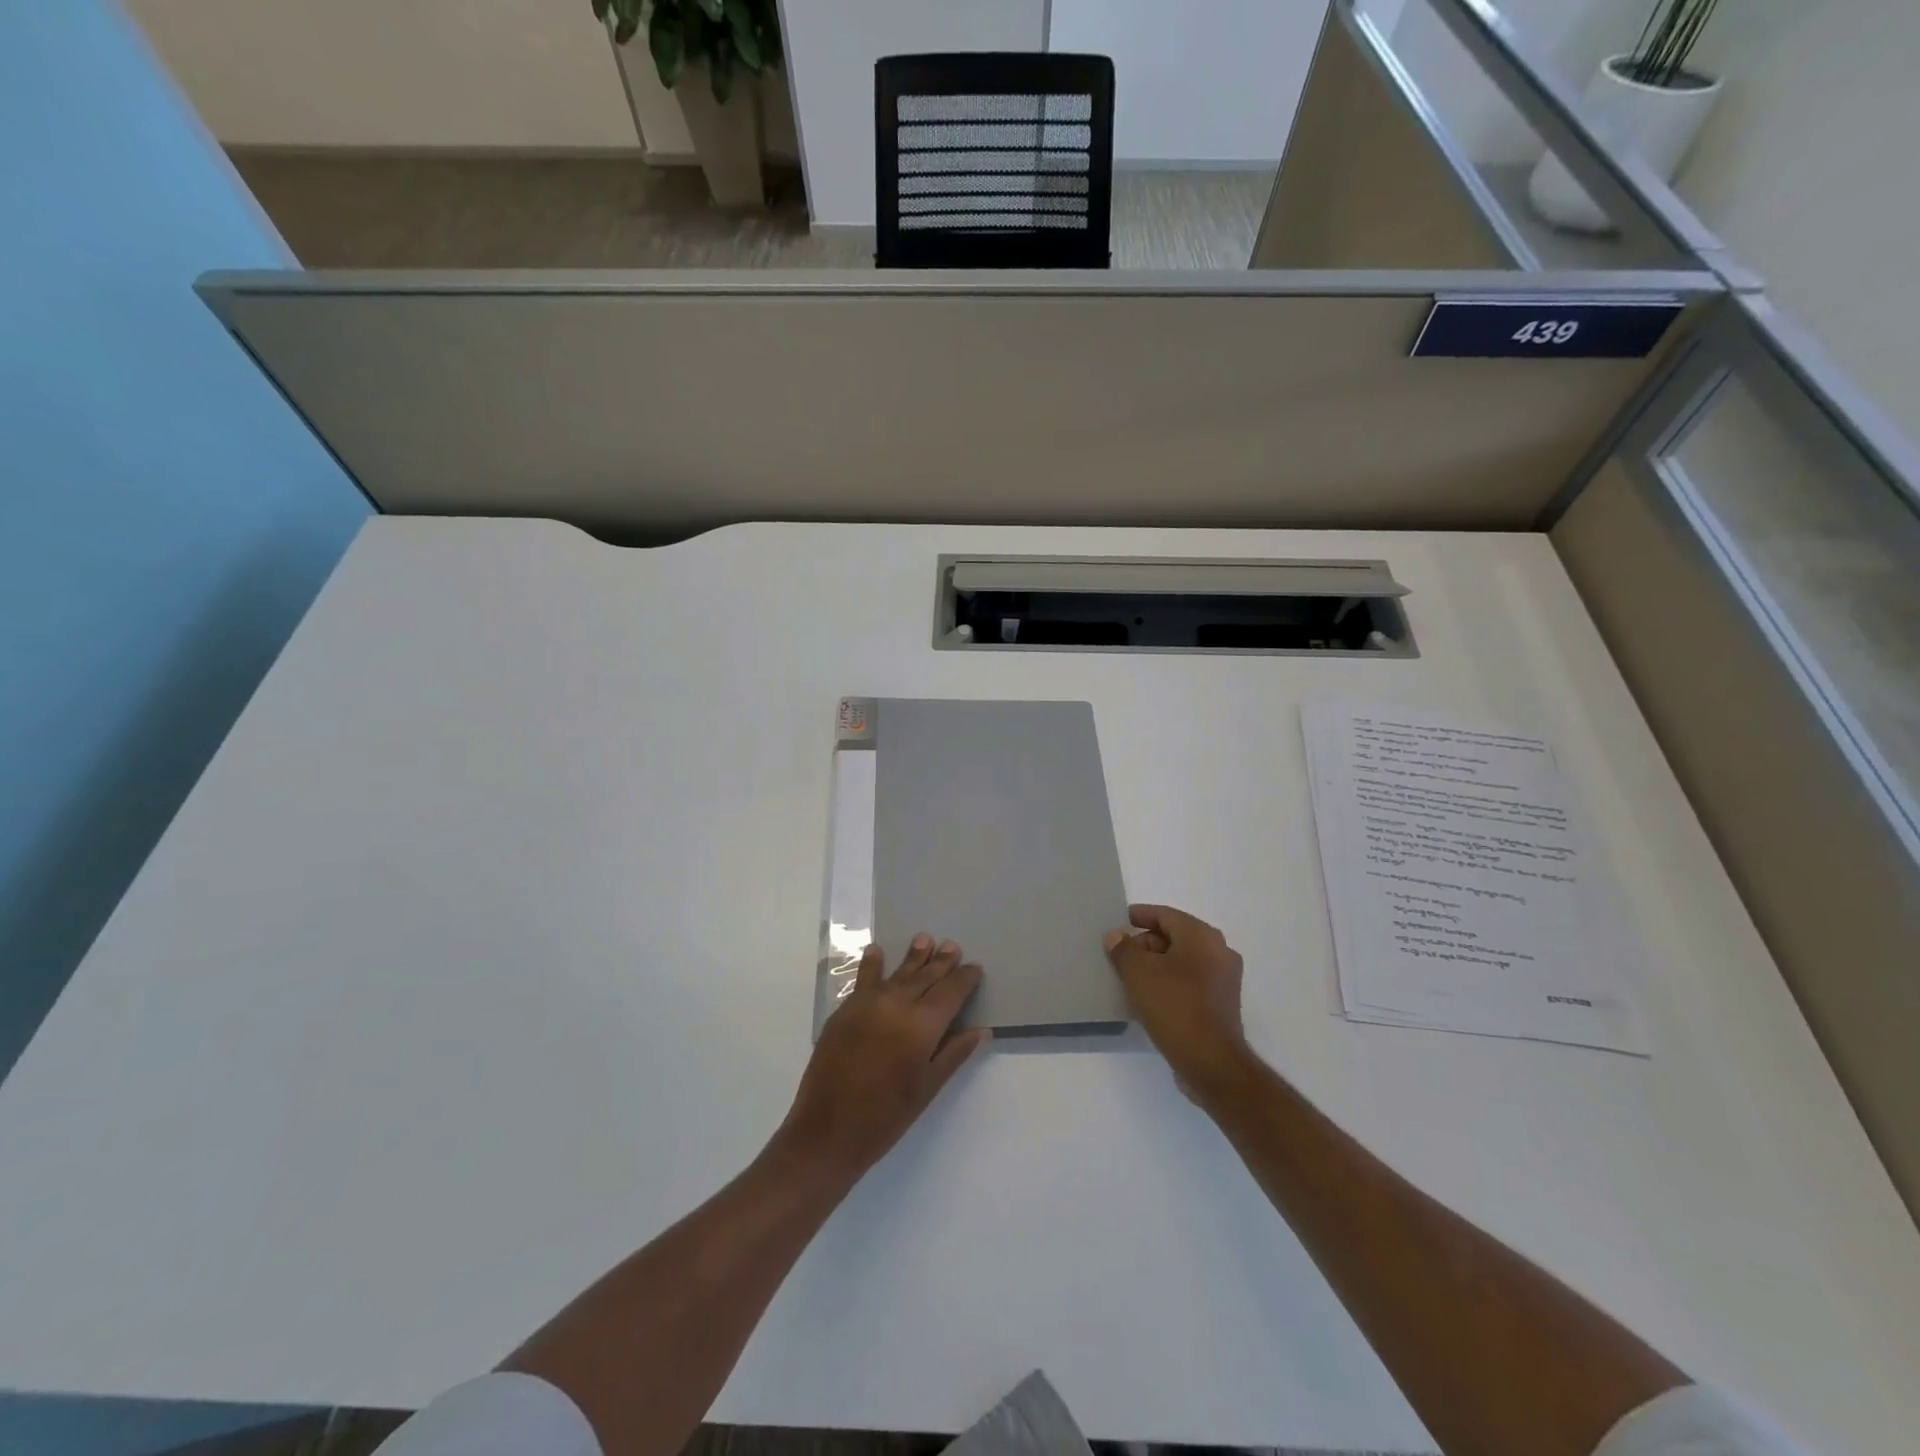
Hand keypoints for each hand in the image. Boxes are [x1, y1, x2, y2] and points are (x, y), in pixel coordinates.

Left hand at [776, 935, 989, 1181]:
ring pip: (898, 973)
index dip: (964, 978)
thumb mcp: (928, 1088)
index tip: (975, 967)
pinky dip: (872, 964)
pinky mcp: (845, 1010)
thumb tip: (981, 1029)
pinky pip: (864, 979)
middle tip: (952, 946)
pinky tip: (876, 950)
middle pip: (925, 977)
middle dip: (941, 962)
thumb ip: (954, 1053)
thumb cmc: (886, 1117)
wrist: (828, 1131)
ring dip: (913, 956)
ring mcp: (868, 1003)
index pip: (951, 992)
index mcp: (922, 1025)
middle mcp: (897, 1004)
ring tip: (925, 938)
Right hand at [1104, 905, 1249, 1094]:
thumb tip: (1116, 936)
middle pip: (1175, 937)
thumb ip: (1123, 949)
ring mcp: (1224, 980)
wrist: (1211, 1062)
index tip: (1119, 922)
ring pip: (1182, 961)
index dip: (1140, 916)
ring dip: (1156, 965)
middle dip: (1145, 943)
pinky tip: (1148, 997)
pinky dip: (1169, 983)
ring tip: (1129, 976)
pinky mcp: (1221, 1004)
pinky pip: (1190, 982)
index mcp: (1202, 936)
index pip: (1165, 915)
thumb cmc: (1175, 1006)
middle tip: (1120, 954)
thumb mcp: (1138, 972)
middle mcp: (1219, 952)